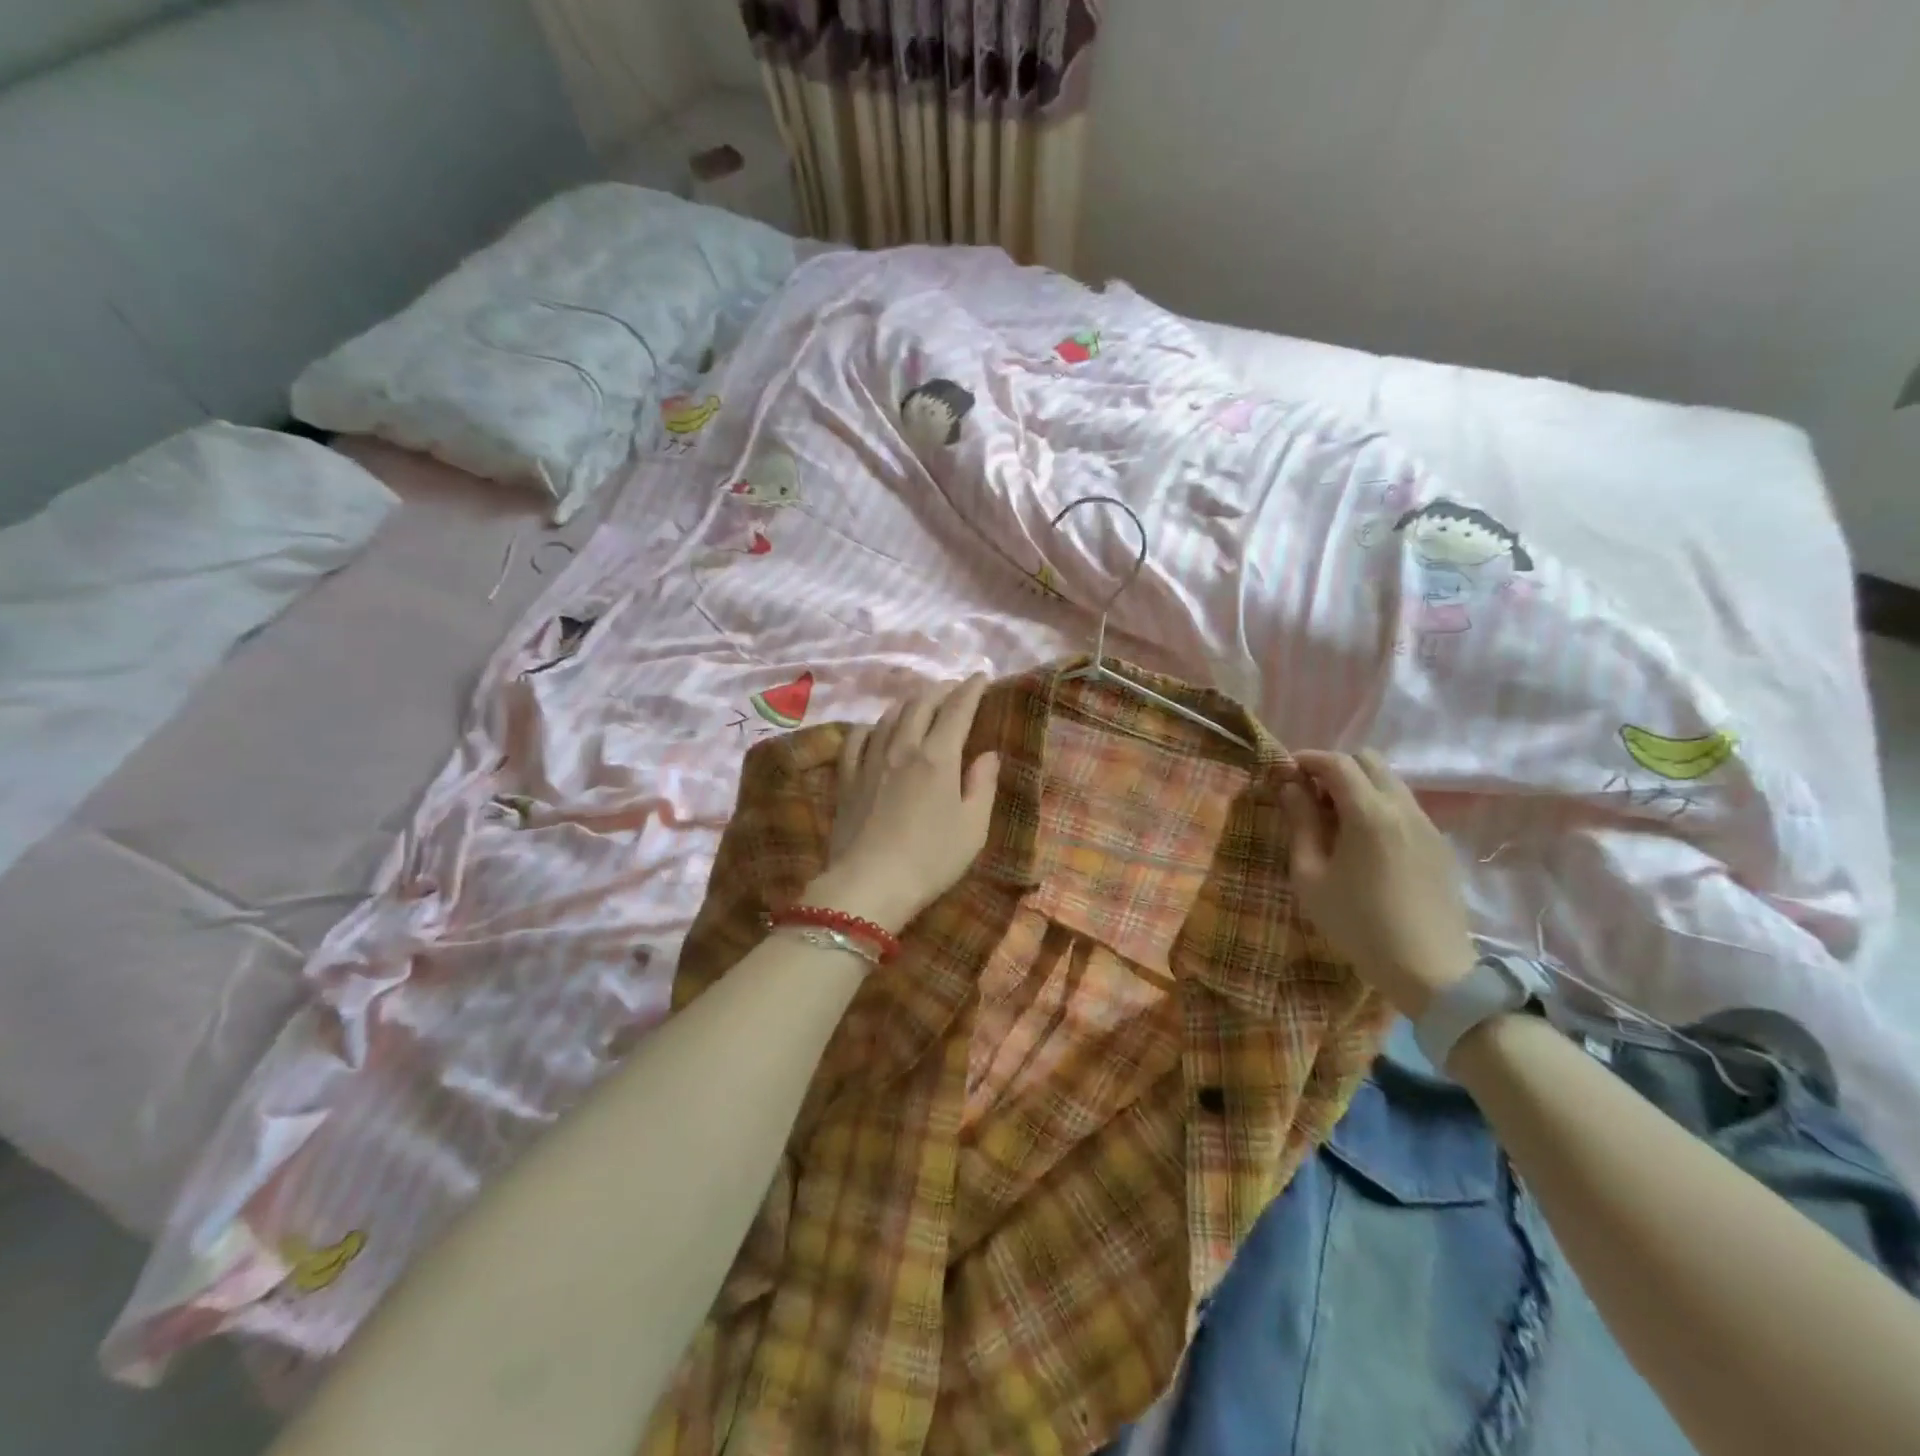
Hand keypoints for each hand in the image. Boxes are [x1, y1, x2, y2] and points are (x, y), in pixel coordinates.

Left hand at [806, 675, 1000, 932]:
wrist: (870, 885)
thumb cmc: (931, 859)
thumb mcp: (973, 828)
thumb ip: (982, 785)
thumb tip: (988, 754)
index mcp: (938, 757)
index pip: (957, 709)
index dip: (971, 689)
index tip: (981, 676)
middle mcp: (903, 747)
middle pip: (921, 704)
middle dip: (941, 690)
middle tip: (953, 688)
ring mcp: (870, 761)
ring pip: (889, 716)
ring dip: (908, 702)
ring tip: (920, 703)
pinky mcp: (847, 779)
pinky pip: (856, 739)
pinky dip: (870, 726)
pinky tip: (874, 728)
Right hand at [1280, 749, 1476, 1017]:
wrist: (1430, 970)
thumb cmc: (1358, 924)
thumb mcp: (1310, 876)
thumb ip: (1300, 824)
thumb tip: (1292, 789)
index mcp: (1369, 814)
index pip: (1337, 763)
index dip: (1307, 759)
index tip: (1285, 773)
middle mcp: (1403, 808)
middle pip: (1369, 760)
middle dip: (1335, 768)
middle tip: (1311, 796)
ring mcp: (1428, 825)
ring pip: (1391, 782)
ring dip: (1359, 787)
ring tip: (1336, 821)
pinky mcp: (1440, 845)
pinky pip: (1406, 807)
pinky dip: (1380, 807)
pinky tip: (1365, 844)